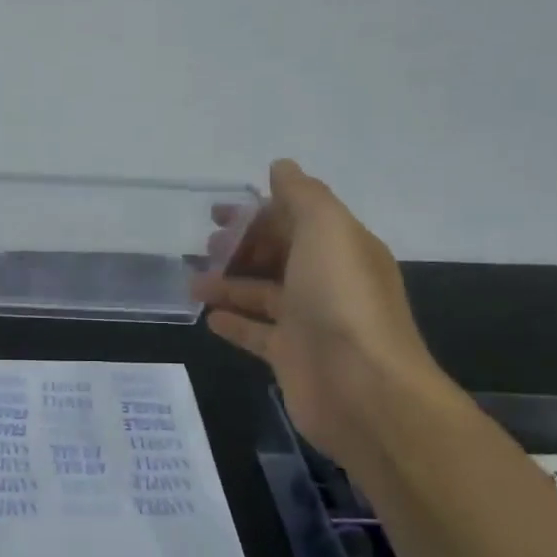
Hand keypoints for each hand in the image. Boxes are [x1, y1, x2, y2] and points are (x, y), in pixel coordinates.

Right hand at [193, 159, 445, 458]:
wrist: (363, 389)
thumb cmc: (341, 300)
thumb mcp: (327, 229)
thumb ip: (302, 195)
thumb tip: (281, 166)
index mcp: (341, 248)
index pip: (296, 219)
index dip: (258, 213)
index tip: (218, 214)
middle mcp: (327, 281)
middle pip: (278, 255)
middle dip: (242, 246)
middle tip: (205, 247)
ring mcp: (309, 322)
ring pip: (262, 293)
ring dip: (229, 284)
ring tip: (193, 283)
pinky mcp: (291, 357)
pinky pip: (257, 333)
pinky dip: (234, 322)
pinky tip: (208, 317)